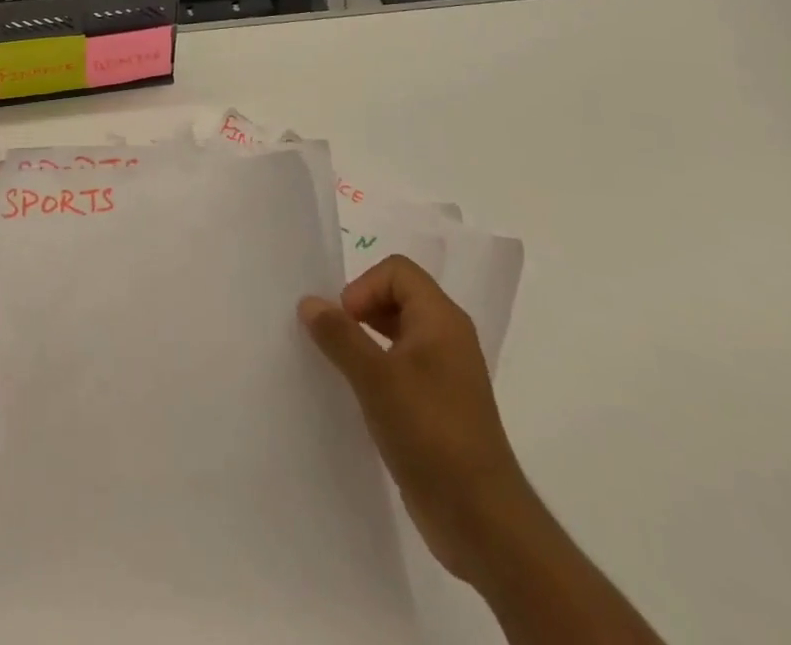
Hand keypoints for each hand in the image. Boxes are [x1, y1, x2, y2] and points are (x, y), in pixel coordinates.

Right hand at [299, 255, 536, 586]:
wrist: (481, 519)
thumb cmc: (430, 433)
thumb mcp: (376, 379)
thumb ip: (339, 335)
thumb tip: (309, 302)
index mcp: (441, 319)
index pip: (397, 271)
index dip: (364, 286)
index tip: (344, 322)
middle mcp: (447, 337)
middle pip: (397, 297)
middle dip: (360, 310)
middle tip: (336, 341)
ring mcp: (446, 373)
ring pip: (398, 333)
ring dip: (365, 340)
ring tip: (340, 365)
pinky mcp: (439, 405)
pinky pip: (402, 366)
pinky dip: (377, 368)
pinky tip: (359, 395)